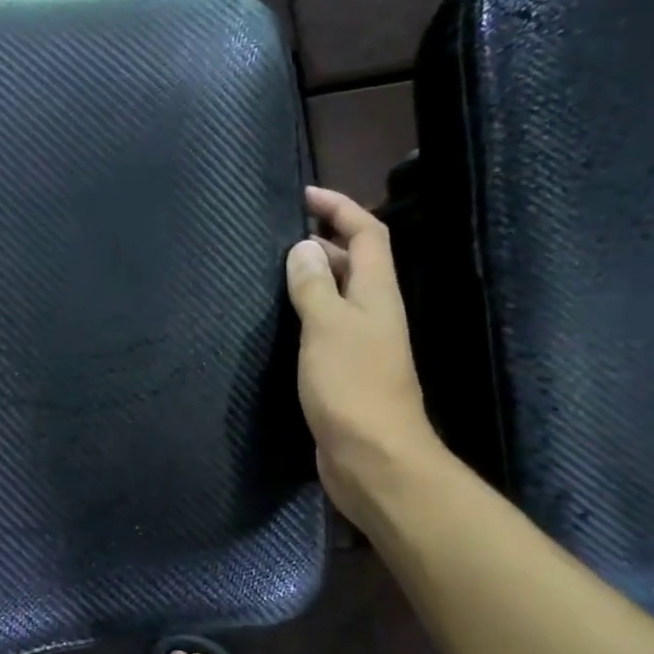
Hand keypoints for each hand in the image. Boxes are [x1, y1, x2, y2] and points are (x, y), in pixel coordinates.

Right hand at [284, 185, 443, 521]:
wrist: (372, 457)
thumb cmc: (351, 386)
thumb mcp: (326, 327)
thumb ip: (314, 286)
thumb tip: (304, 248)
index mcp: (378, 294)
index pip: (368, 233)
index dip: (341, 208)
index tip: (304, 195)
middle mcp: (375, 314)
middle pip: (357, 263)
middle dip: (325, 241)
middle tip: (281, 238)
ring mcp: (362, 346)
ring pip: (340, 298)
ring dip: (314, 280)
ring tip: (275, 275)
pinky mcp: (347, 374)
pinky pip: (327, 330)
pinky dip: (307, 317)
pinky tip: (282, 326)